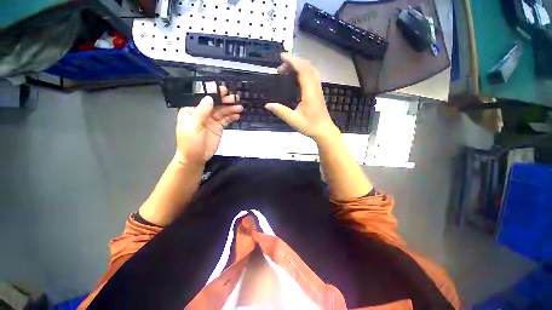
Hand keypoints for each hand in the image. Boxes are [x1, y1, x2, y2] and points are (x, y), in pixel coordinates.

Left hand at [175, 86, 241, 165]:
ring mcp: (211, 119)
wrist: (196, 158)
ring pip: (222, 111)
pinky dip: (232, 116)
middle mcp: (202, 112)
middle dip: (224, 100)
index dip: (212, 93)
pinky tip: (237, 115)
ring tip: (239, 107)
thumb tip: (209, 98)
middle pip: (215, 103)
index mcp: (192, 110)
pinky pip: (226, 119)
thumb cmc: (189, 143)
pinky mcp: (218, 126)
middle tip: (234, 98)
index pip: (202, 98)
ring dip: (231, 108)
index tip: (222, 90)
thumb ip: (201, 112)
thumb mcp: (193, 126)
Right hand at [265, 53, 338, 141]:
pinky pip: (312, 75)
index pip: (303, 70)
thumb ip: (281, 112)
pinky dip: (303, 71)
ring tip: (286, 70)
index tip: (282, 57)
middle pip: (307, 66)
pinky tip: (295, 77)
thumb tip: (267, 105)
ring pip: (311, 70)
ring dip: (299, 65)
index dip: (293, 61)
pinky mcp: (318, 92)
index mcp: (310, 93)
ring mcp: (318, 89)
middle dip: (294, 62)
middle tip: (280, 68)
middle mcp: (315, 87)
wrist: (324, 131)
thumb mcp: (294, 120)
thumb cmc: (310, 126)